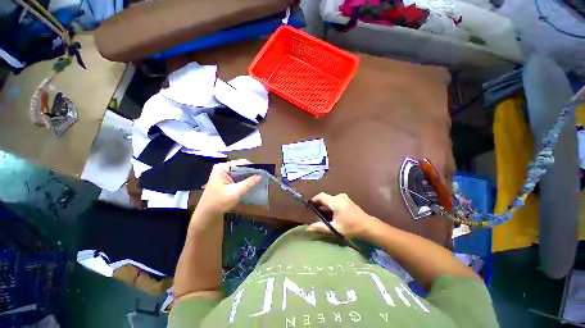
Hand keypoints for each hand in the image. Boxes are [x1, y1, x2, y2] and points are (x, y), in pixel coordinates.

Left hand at [194, 159, 260, 218]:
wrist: (207, 214)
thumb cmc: (219, 202)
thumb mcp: (235, 192)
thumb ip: (248, 183)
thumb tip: (261, 175)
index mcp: (222, 168)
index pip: (241, 163)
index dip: (252, 167)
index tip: (262, 172)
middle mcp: (223, 168)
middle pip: (241, 167)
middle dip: (252, 172)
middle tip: (263, 177)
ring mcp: (224, 174)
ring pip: (241, 172)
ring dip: (249, 177)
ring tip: (260, 180)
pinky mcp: (226, 180)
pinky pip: (239, 177)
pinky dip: (245, 181)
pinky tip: (253, 185)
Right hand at [307, 193, 379, 237]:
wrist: (369, 227)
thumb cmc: (351, 228)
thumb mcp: (335, 229)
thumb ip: (321, 227)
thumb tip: (308, 228)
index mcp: (335, 201)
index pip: (320, 196)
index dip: (313, 200)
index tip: (309, 207)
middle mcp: (339, 197)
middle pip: (325, 198)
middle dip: (319, 205)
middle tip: (316, 215)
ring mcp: (345, 198)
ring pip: (330, 199)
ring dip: (326, 206)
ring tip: (324, 216)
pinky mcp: (348, 201)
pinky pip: (336, 200)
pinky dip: (331, 206)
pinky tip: (333, 215)